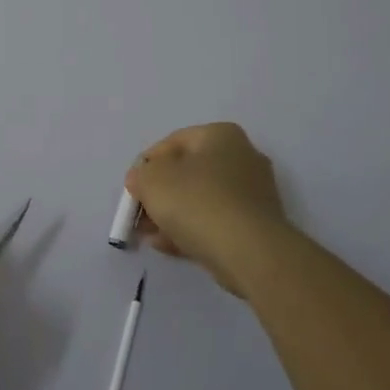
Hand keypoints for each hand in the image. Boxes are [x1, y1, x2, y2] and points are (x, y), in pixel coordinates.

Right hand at [125, 122, 290, 298]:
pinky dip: (192, 229)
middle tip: (140, 213)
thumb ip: (140, 176)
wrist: (250, 253)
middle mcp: (242, 157)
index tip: (133, 187)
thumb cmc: (198, 202)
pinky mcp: (256, 226)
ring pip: (201, 199)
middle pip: (188, 172)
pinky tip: (168, 245)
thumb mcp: (153, 181)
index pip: (174, 142)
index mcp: (222, 136)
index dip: (147, 164)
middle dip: (160, 193)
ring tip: (148, 234)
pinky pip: (216, 221)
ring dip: (172, 214)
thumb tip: (140, 180)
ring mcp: (253, 194)